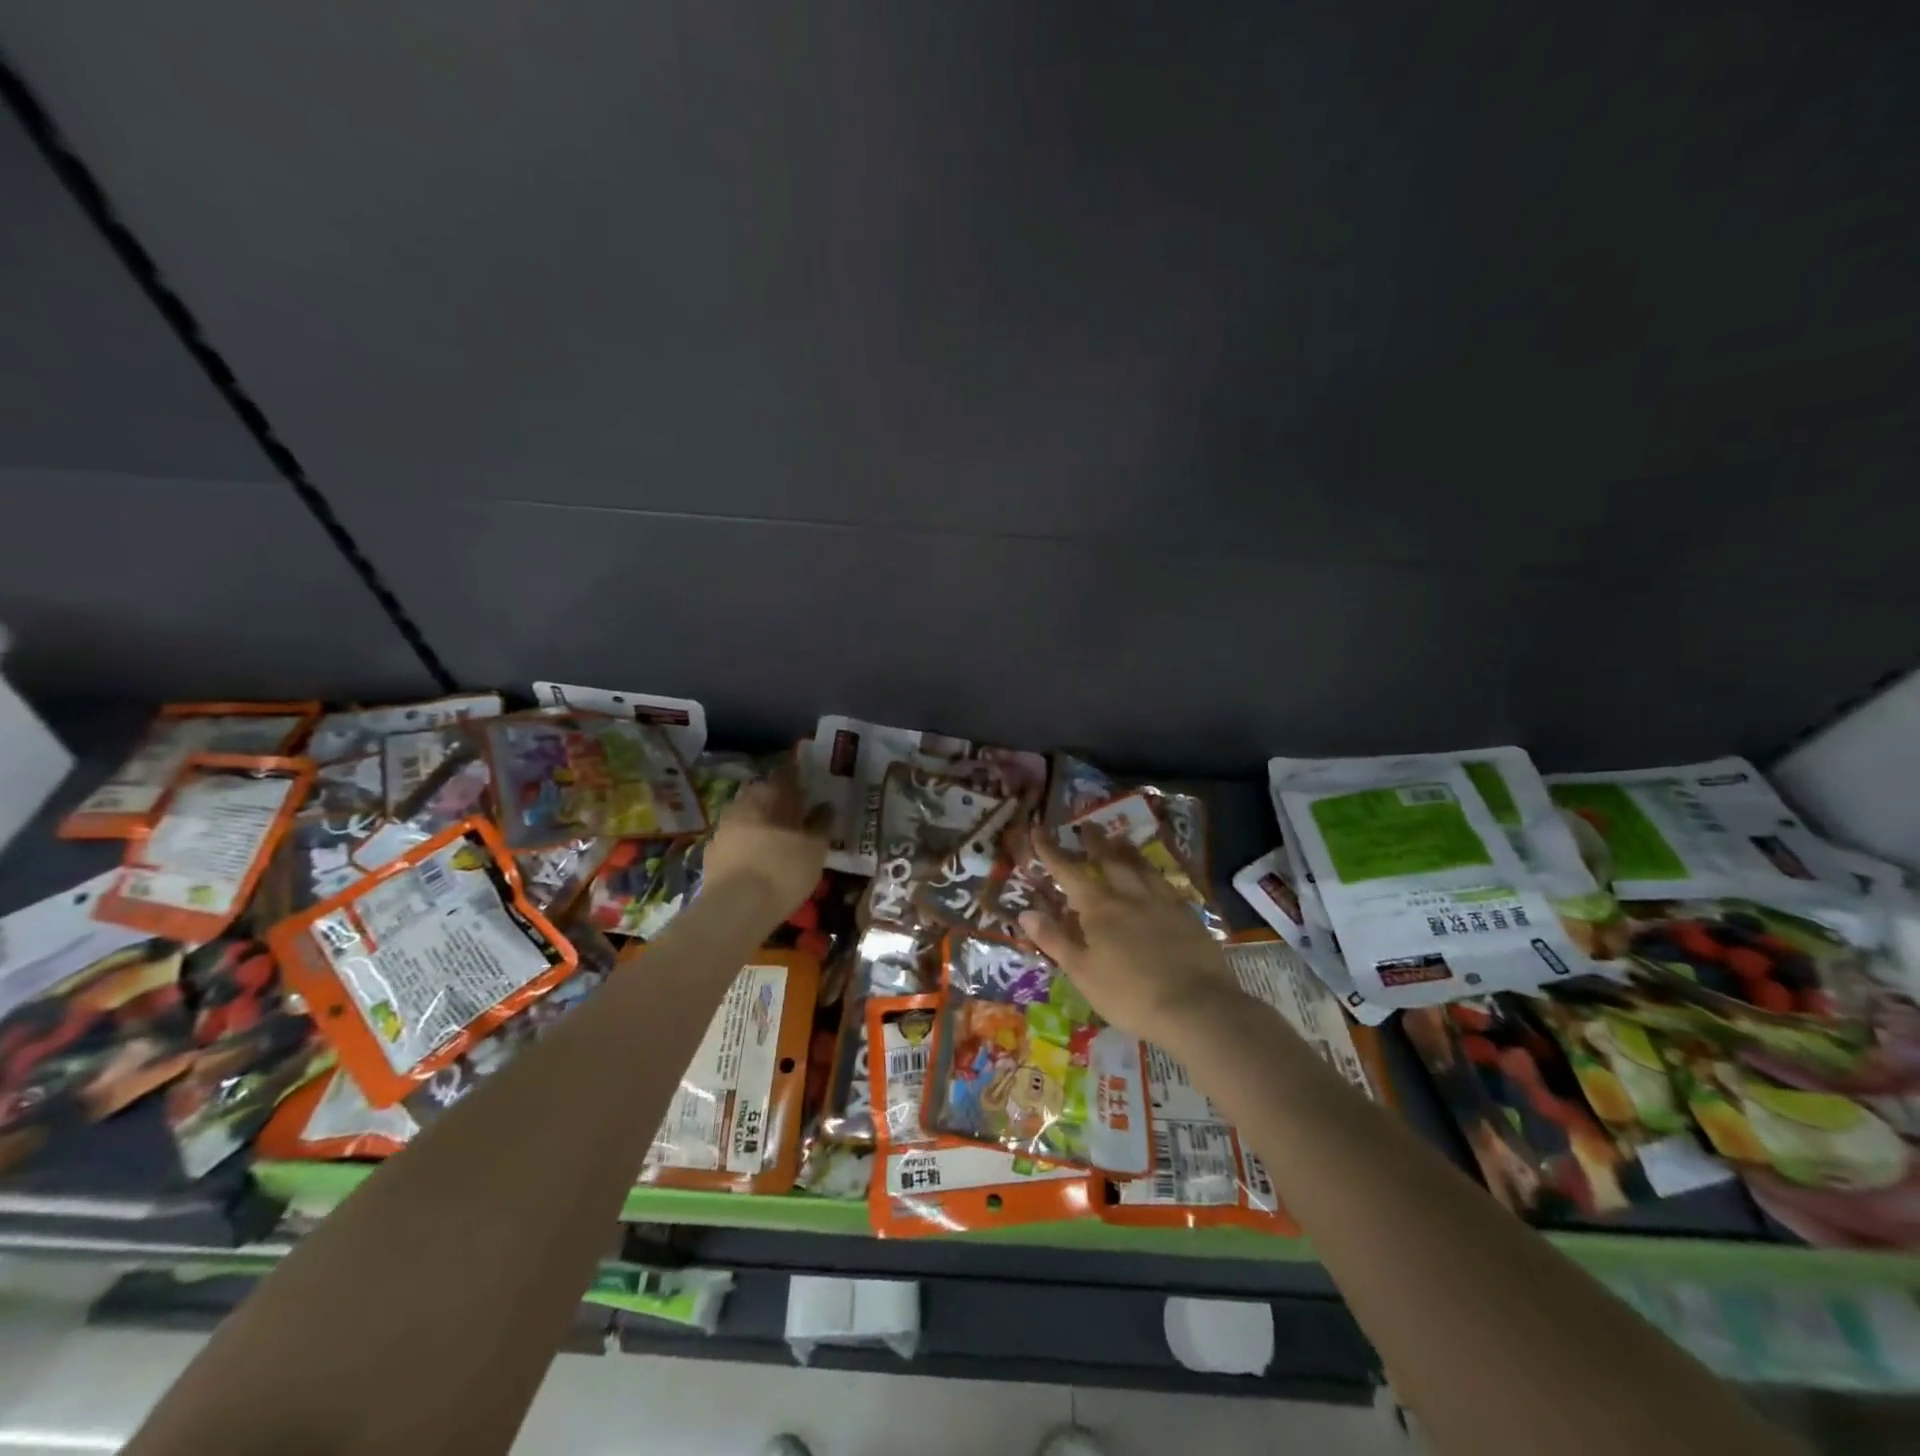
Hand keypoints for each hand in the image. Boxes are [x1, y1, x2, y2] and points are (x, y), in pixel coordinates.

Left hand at [700, 749, 829, 922]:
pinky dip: (745, 843)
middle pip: (759, 793)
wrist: (735, 907)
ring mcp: (722, 828)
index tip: (806, 783)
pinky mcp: (710, 853)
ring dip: (758, 821)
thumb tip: (825, 807)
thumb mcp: (815, 849)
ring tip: (775, 837)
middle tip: (792, 812)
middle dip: (774, 799)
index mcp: (769, 795)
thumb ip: (821, 824)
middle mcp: (742, 803)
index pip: (784, 774)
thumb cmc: (783, 870)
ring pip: (744, 815)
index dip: (796, 777)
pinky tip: (756, 858)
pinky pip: (733, 839)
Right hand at [1019, 825, 1242, 1037]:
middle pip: (1110, 860)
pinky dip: (1155, 873)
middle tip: (1087, 825)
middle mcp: (1130, 896)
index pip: (1069, 872)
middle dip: (1095, 842)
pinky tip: (1156, 877)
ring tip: (1120, 839)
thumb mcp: (1083, 973)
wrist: (1196, 1007)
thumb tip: (1026, 912)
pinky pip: (1166, 884)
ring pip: (1141, 867)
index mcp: (1099, 908)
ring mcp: (1162, 902)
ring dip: (1127, 851)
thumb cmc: (1130, 995)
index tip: (1039, 831)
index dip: (1051, 851)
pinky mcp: (1188, 915)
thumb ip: (1055, 940)